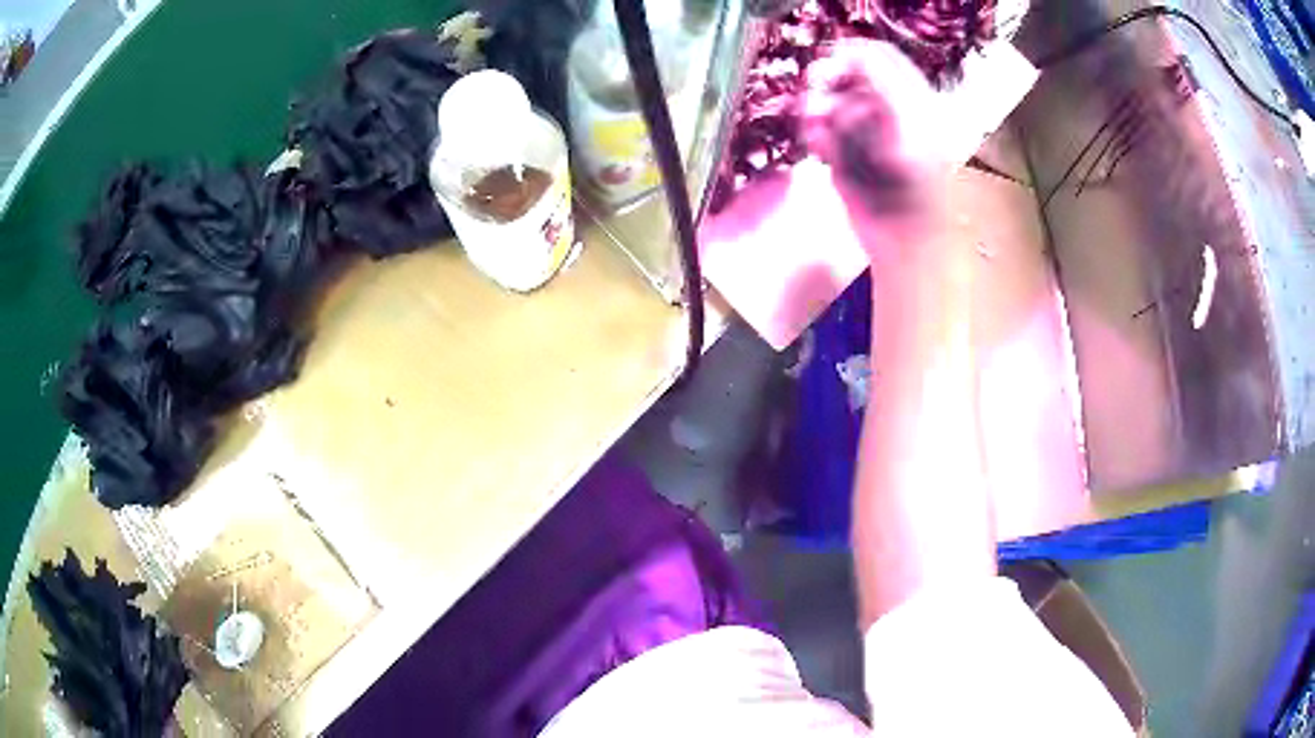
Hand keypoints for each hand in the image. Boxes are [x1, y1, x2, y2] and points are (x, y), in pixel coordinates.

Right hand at [801, 40, 948, 260]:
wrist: (903, 240)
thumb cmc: (917, 186)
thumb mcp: (908, 124)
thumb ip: (883, 81)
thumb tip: (853, 51)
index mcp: (912, 98)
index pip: (881, 56)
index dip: (853, 53)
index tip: (831, 63)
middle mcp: (886, 109)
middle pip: (847, 74)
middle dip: (828, 80)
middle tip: (813, 90)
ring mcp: (862, 131)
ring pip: (828, 100)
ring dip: (817, 109)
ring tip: (816, 127)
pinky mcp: (843, 152)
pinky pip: (820, 129)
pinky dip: (815, 134)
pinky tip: (820, 147)